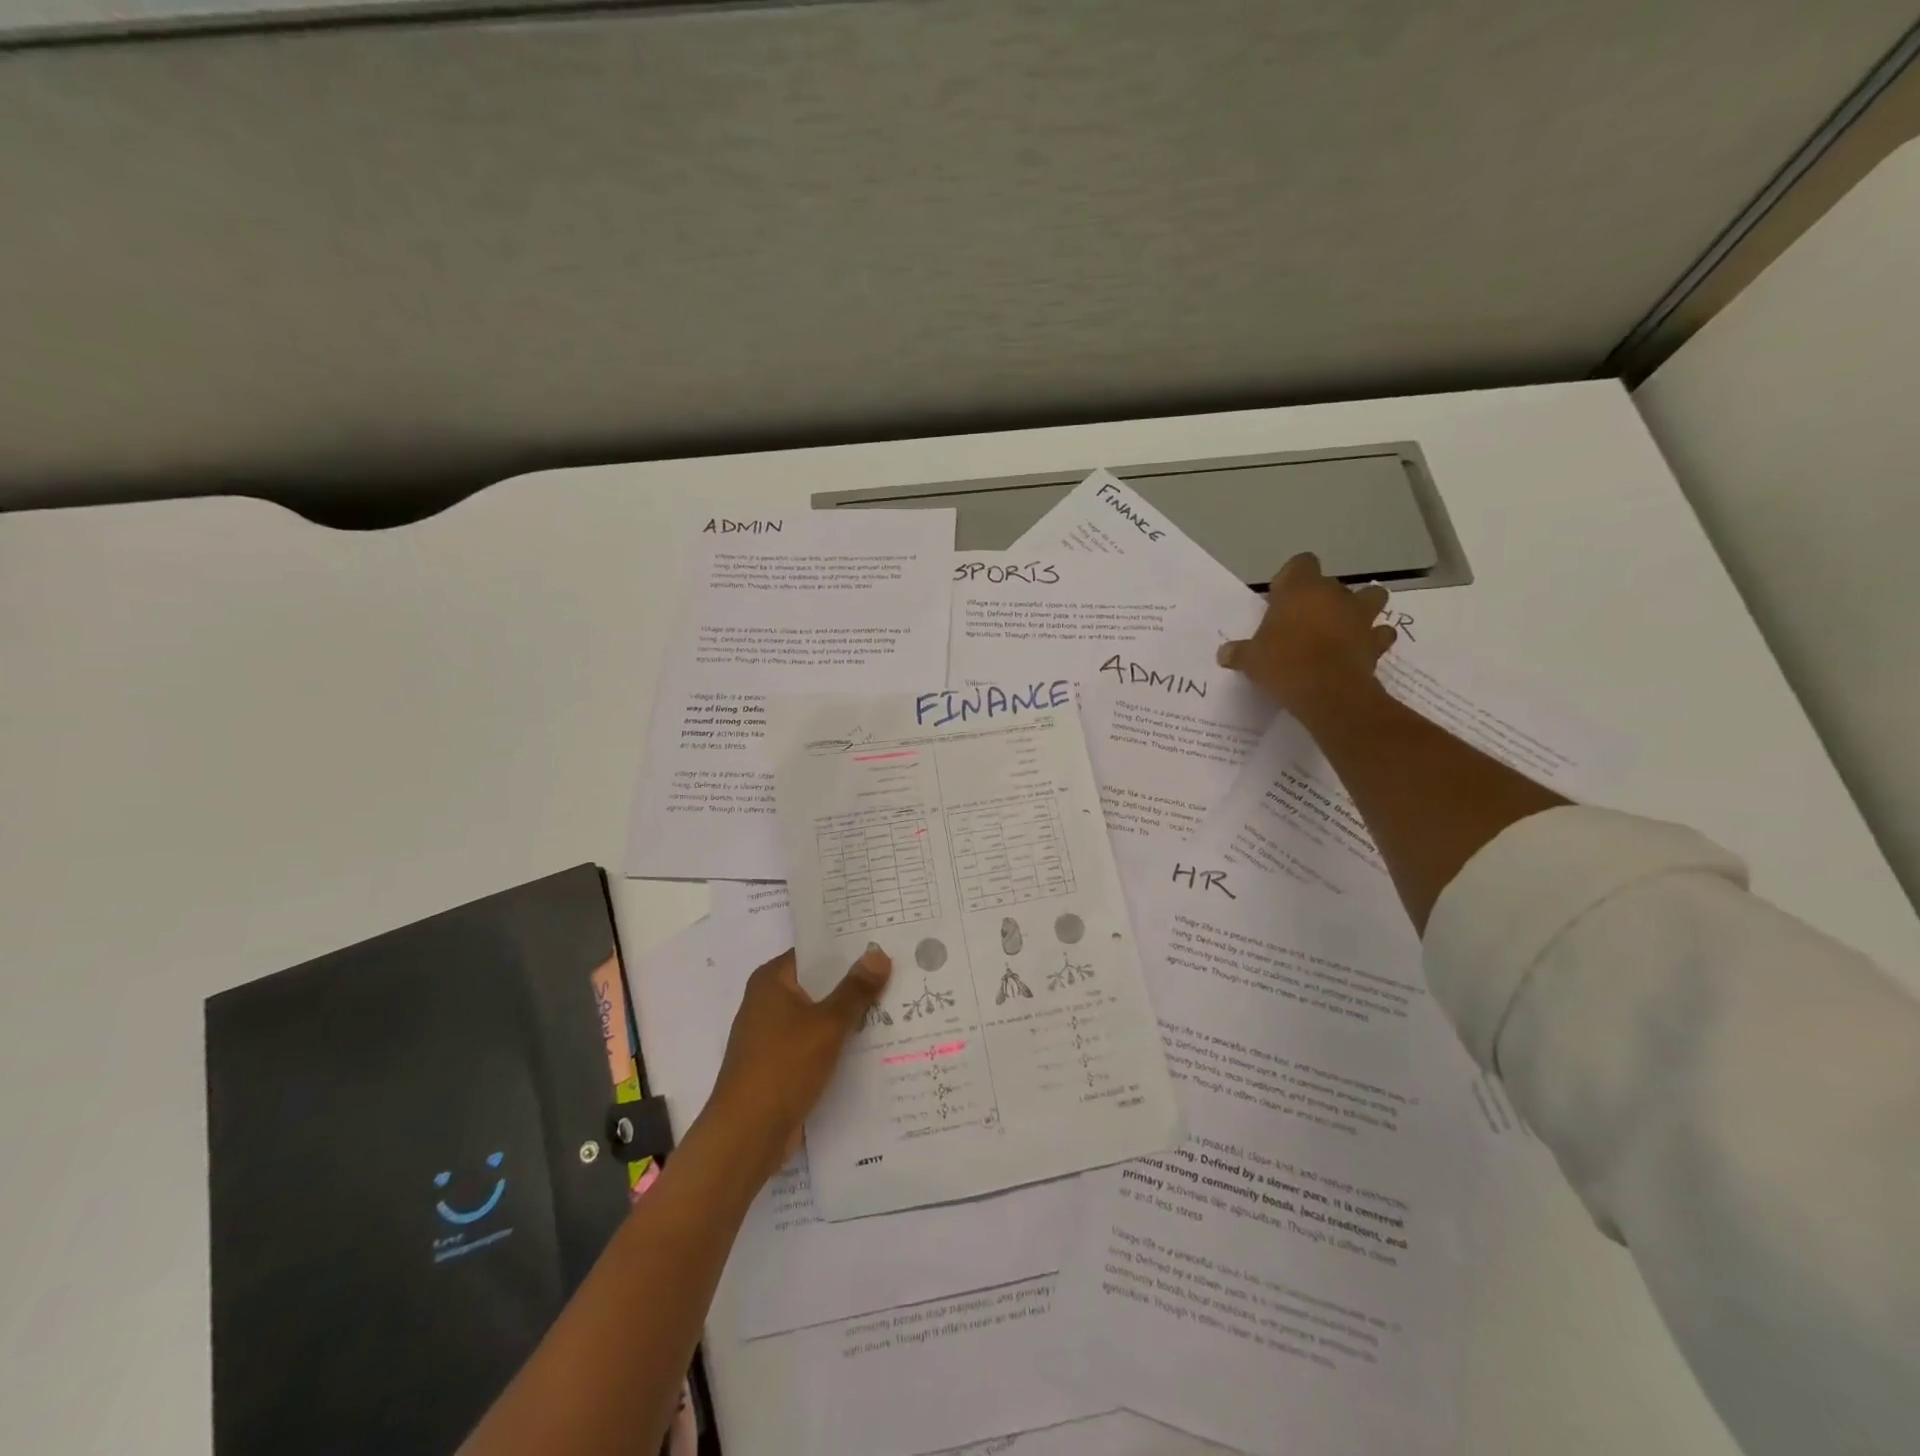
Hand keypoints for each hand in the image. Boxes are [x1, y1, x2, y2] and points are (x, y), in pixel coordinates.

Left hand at [701, 945, 892, 1181]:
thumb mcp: (828, 1024)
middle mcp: (767, 1002)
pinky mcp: (778, 1066)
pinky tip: (872, 1046)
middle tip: (897, 972)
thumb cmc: (784, 1067)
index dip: (847, 948)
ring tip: (894, 1006)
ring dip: (848, 1017)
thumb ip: (855, 990)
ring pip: (818, 1016)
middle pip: (818, 984)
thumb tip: (878, 953)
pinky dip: (837, 1044)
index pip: (814, 952)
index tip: (883, 943)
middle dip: (853, 983)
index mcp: (771, 981)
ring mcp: (771, 1036)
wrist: (747, 1135)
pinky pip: (814, 1044)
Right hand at [1216, 553, 1397, 719]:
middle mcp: (1334, 594)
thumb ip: (1239, 652)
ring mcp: (1360, 616)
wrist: (1328, 691)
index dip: (1291, 578)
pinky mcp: (1377, 641)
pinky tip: (1360, 650)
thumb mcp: (1250, 659)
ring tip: (1343, 627)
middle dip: (1321, 598)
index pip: (1301, 563)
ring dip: (1360, 608)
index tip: (1279, 598)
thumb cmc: (1283, 664)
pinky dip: (1374, 639)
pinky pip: (1381, 633)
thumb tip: (1224, 653)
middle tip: (1303, 621)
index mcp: (1301, 589)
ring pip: (1371, 597)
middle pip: (1332, 583)